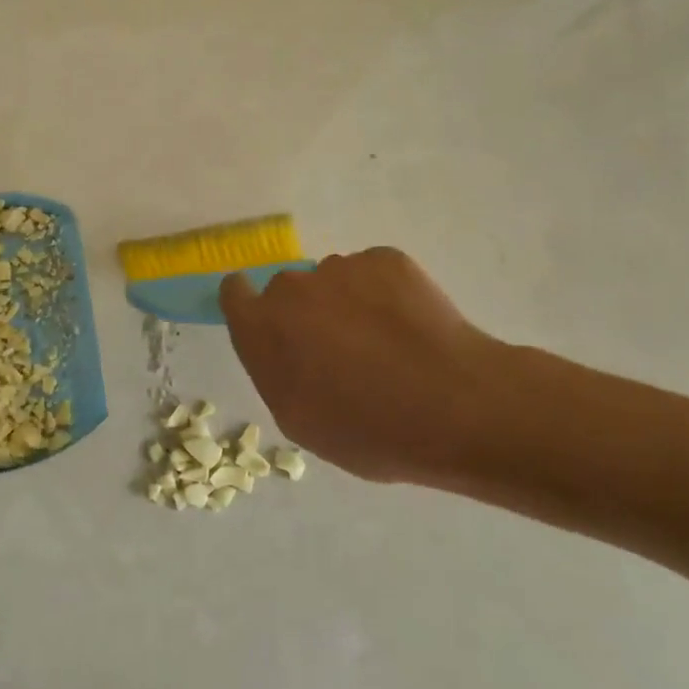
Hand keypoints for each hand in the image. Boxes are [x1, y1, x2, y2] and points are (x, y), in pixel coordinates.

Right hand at [219, 249, 525, 484]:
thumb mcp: (298, 420)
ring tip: (385, 344)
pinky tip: (410, 328)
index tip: (275, 331)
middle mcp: (292, 287)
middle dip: (304, 313)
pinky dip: (383, 293)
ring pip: (332, 281)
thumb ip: (274, 370)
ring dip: (345, 303)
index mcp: (262, 327)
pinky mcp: (386, 258)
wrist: (454, 405)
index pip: (234, 292)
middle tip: (339, 352)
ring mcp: (341, 267)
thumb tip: (280, 344)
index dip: (250, 308)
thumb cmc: (367, 430)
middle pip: (286, 290)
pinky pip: (372, 273)